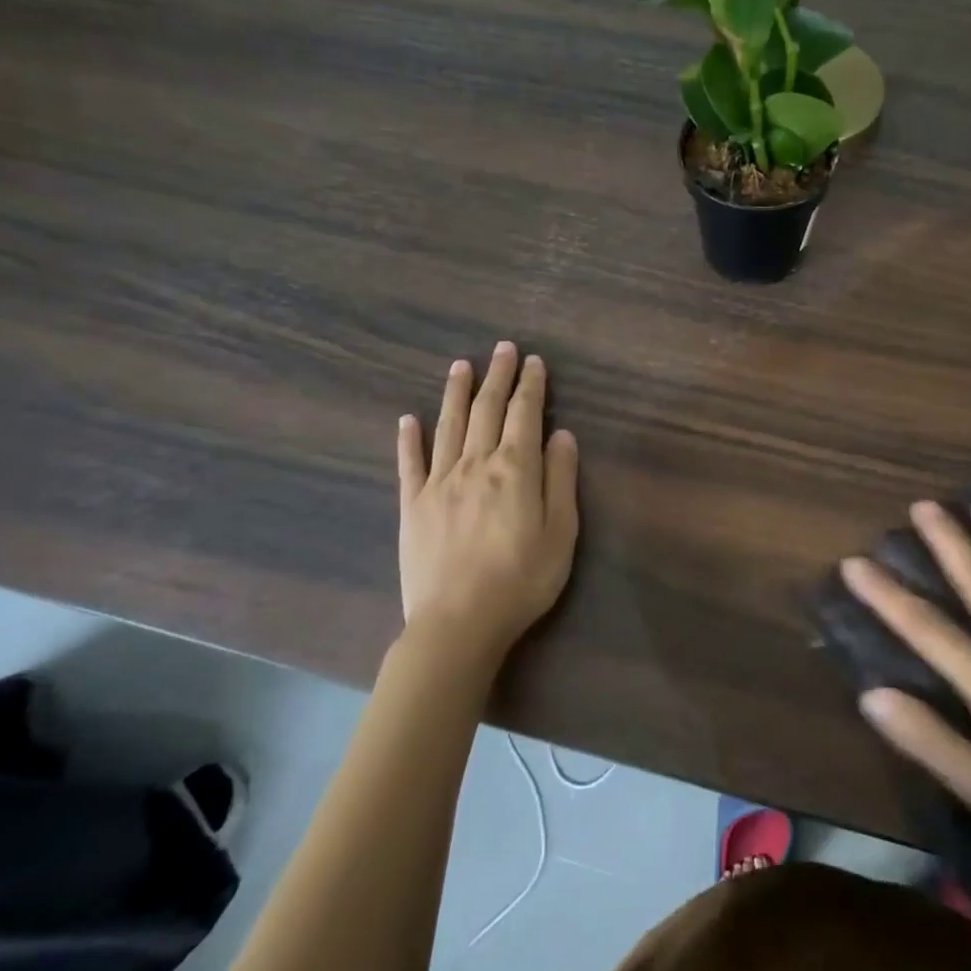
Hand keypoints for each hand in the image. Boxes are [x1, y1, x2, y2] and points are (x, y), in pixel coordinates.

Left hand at [394, 342, 579, 676]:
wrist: (458, 622)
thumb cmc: (522, 580)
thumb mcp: (561, 532)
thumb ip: (560, 479)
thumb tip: (562, 434)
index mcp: (515, 469)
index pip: (525, 414)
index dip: (531, 386)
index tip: (534, 361)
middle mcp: (475, 464)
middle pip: (486, 410)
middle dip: (497, 376)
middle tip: (502, 348)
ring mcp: (438, 483)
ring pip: (448, 426)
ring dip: (456, 393)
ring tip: (461, 365)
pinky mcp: (412, 506)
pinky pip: (409, 463)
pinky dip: (409, 438)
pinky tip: (408, 419)